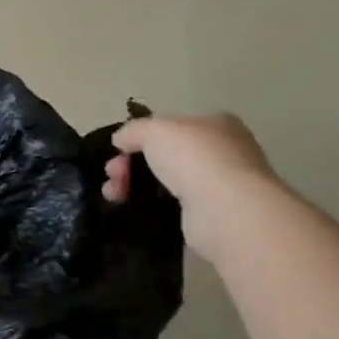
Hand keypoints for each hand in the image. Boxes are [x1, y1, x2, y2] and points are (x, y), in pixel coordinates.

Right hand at [102, 113, 283, 261]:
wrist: (225, 209)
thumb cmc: (193, 157)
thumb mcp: (153, 129)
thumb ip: (133, 130)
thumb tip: (120, 140)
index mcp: (215, 124)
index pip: (172, 126)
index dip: (141, 136)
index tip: (119, 150)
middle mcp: (223, 151)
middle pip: (164, 154)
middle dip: (131, 163)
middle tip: (112, 174)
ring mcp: (220, 184)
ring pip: (165, 180)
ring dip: (133, 184)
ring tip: (113, 194)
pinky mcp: (212, 214)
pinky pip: (172, 205)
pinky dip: (150, 205)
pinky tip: (132, 207)